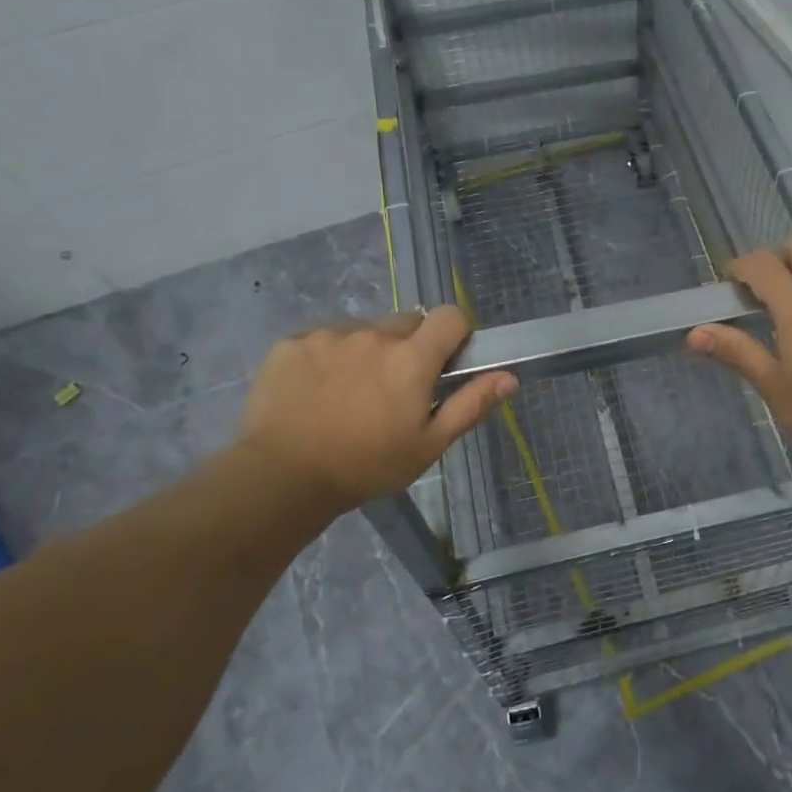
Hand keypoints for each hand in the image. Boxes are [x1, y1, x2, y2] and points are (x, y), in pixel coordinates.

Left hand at [237, 308, 515, 511]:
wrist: (282, 476)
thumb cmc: (367, 465)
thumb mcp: (429, 445)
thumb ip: (470, 405)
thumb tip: (510, 378)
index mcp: (412, 358)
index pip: (449, 316)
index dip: (454, 334)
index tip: (446, 363)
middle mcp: (373, 335)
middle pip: (406, 323)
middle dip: (409, 347)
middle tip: (395, 390)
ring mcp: (329, 335)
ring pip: (363, 332)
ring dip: (367, 352)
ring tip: (350, 395)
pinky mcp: (292, 343)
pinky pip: (322, 340)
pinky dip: (327, 359)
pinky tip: (316, 394)